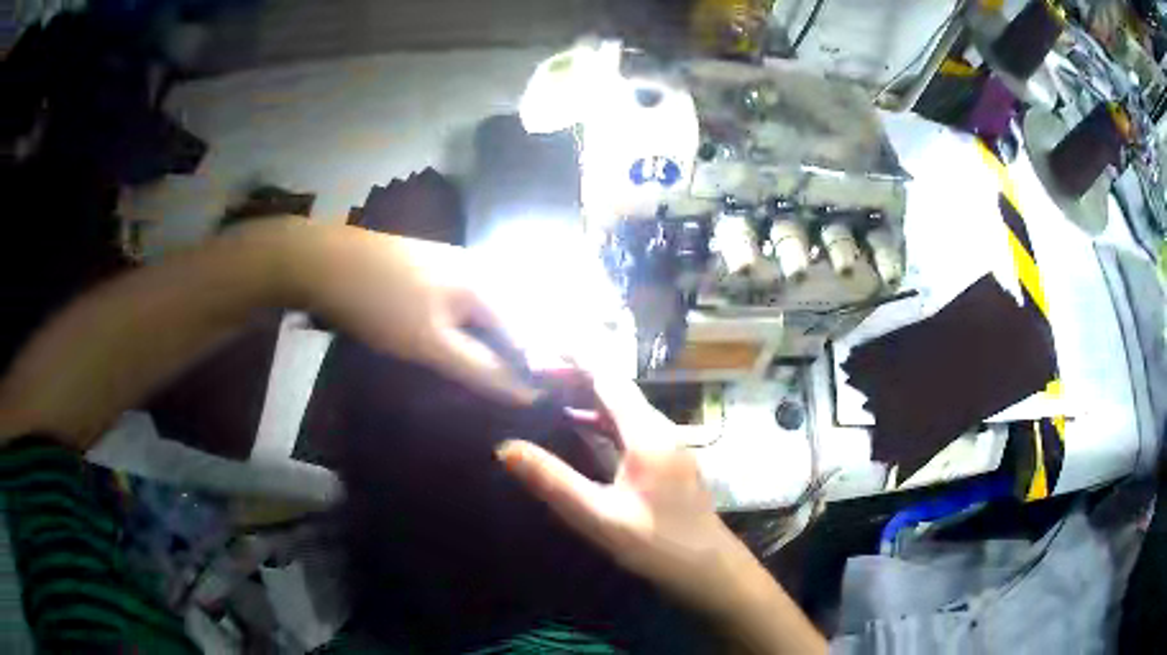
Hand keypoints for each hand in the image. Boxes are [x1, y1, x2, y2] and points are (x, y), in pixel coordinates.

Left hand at [291, 224, 536, 405]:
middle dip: (502, 361)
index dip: (527, 374)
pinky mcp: (430, 269)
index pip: (529, 336)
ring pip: (481, 316)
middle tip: (488, 395)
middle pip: (507, 325)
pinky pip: (459, 307)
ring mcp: (454, 265)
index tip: (517, 407)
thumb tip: (531, 394)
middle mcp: (481, 269)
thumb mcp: (433, 344)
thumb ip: (483, 369)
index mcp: (490, 283)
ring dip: (479, 348)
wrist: (325, 262)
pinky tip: (443, 349)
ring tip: (467, 380)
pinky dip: (458, 332)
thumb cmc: (382, 304)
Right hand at [497, 374, 827, 653]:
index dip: (575, 357)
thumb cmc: (657, 544)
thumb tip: (506, 447)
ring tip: (547, 388)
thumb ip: (553, 481)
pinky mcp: (664, 459)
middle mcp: (659, 429)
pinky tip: (578, 425)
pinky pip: (628, 426)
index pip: (608, 378)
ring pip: (622, 406)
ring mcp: (665, 444)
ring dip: (587, 394)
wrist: (707, 568)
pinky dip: (600, 417)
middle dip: (576, 372)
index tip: (542, 343)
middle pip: (616, 388)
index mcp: (647, 434)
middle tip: (534, 367)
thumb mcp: (599, 517)